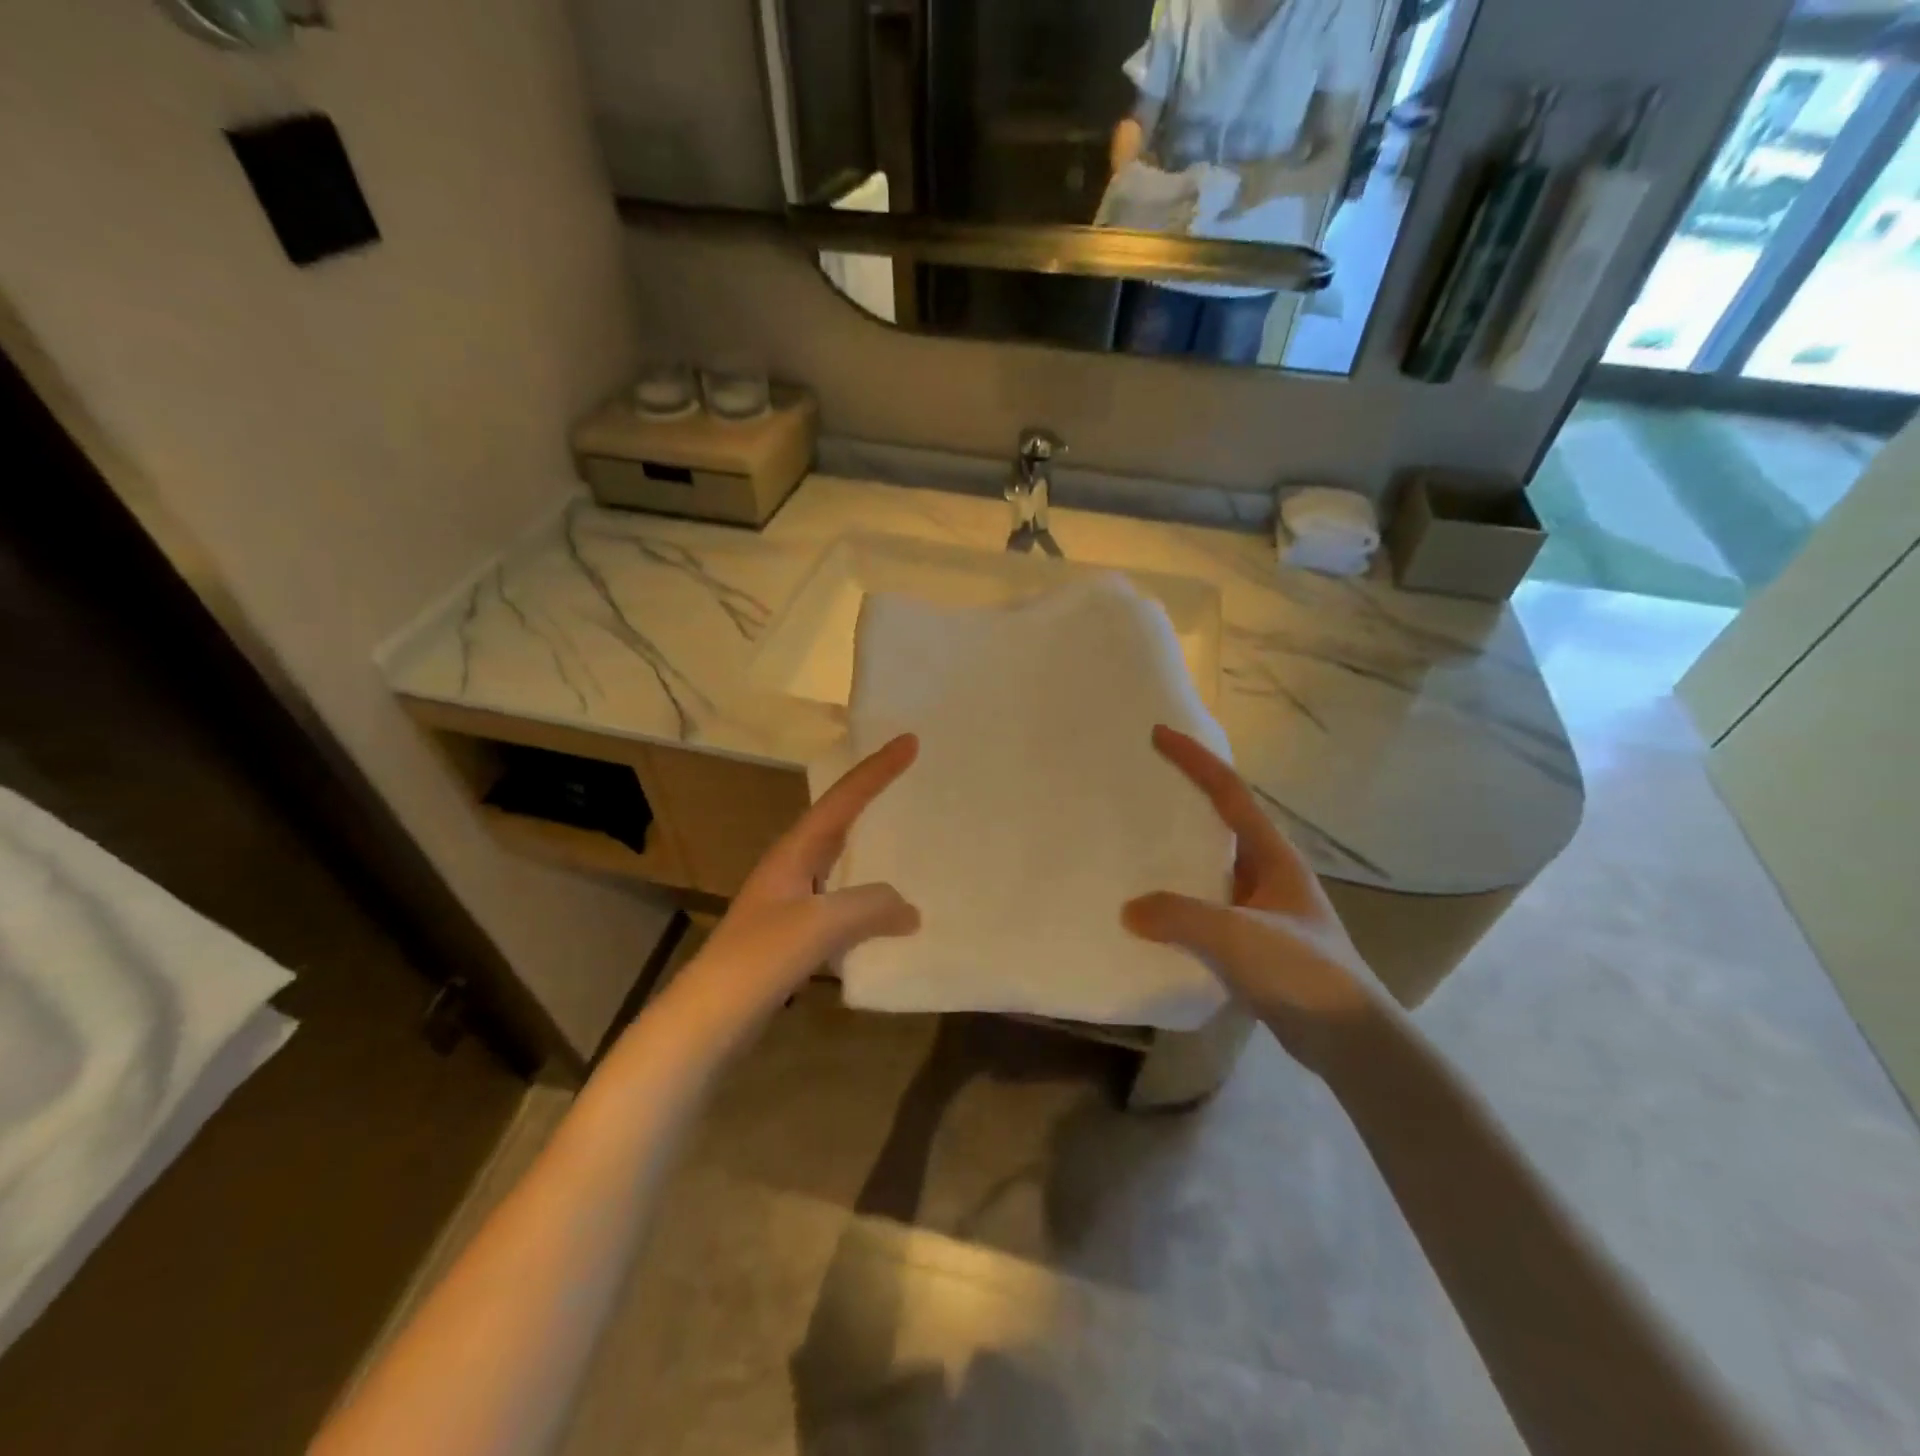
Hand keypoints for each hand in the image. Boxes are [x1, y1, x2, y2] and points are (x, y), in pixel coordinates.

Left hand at [679, 735, 920, 1024]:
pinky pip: (839, 902)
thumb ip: (870, 906)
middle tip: (910, 779)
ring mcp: (788, 901)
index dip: (877, 771)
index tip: (910, 741)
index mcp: (794, 852)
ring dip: (870, 848)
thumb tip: (908, 908)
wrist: (707, 1019)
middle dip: (872, 797)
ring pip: (839, 863)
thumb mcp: (820, 924)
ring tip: (905, 842)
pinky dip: (865, 897)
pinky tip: (883, 917)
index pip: (843, 800)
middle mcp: (790, 867)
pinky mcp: (791, 935)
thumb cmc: (760, 959)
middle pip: (838, 821)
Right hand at [1122, 725, 1377, 1072]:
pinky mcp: (1250, 941)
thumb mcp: (1239, 936)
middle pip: (1219, 821)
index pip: (1229, 792)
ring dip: (1176, 852)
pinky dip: (1177, 899)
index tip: (1159, 734)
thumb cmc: (1303, 972)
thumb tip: (1130, 909)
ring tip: (1132, 843)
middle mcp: (1266, 872)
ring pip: (1209, 866)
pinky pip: (1204, 905)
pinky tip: (1150, 912)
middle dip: (1182, 799)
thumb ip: (1181, 916)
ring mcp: (1259, 907)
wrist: (1349, 1040)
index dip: (1195, 760)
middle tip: (1138, 787)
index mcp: (1273, 855)